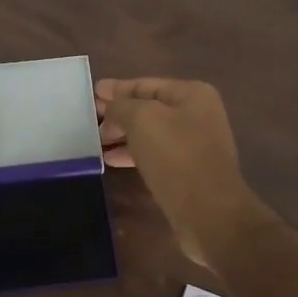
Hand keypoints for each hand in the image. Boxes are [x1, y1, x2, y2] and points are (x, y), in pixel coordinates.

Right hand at [96, 77, 269, 267]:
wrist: (208, 211)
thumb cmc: (175, 155)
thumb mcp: (142, 119)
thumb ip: (121, 106)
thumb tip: (110, 107)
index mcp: (192, 94)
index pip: (145, 84)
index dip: (117, 88)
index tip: (92, 93)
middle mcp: (197, 115)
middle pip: (148, 108)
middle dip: (118, 114)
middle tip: (89, 120)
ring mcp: (194, 145)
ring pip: (150, 134)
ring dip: (122, 136)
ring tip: (95, 142)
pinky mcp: (188, 172)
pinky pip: (154, 155)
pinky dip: (132, 154)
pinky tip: (111, 160)